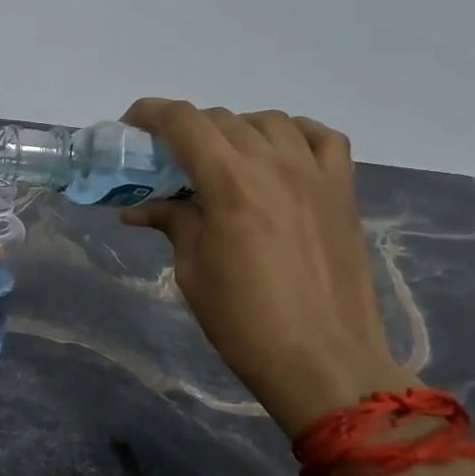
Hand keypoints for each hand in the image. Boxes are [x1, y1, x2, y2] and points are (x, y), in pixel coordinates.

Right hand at [120, 100, 414, 436]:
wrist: (323, 361)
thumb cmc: (244, 322)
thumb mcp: (193, 272)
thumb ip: (173, 224)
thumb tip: (140, 208)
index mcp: (231, 183)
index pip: (184, 123)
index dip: (151, 114)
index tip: (131, 126)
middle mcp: (275, 165)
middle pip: (223, 119)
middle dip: (187, 131)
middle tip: (169, 161)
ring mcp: (316, 174)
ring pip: (270, 122)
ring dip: (237, 130)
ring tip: (223, 160)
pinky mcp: (344, 191)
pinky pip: (322, 138)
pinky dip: (295, 135)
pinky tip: (280, 155)